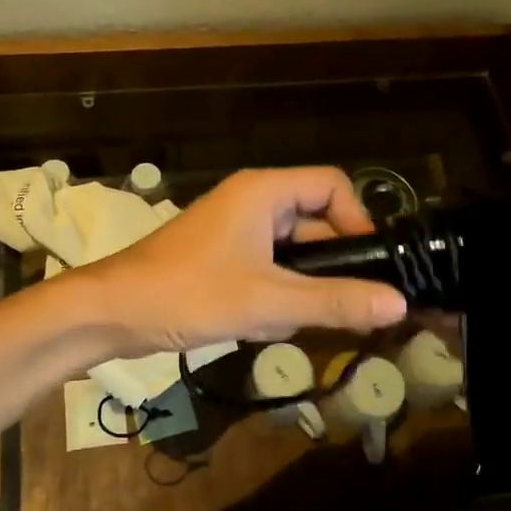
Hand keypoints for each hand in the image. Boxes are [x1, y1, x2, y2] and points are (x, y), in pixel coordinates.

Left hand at [75, 168, 408, 354]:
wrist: (112, 312)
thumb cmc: (189, 294)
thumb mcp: (268, 300)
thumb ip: (335, 301)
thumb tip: (399, 303)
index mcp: (264, 192)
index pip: (333, 185)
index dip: (358, 220)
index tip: (369, 266)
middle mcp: (253, 202)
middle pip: (316, 221)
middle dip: (329, 267)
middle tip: (346, 309)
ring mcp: (236, 230)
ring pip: (293, 252)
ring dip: (301, 288)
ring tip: (294, 321)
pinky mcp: (224, 257)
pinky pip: (269, 268)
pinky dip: (277, 295)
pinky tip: (267, 325)